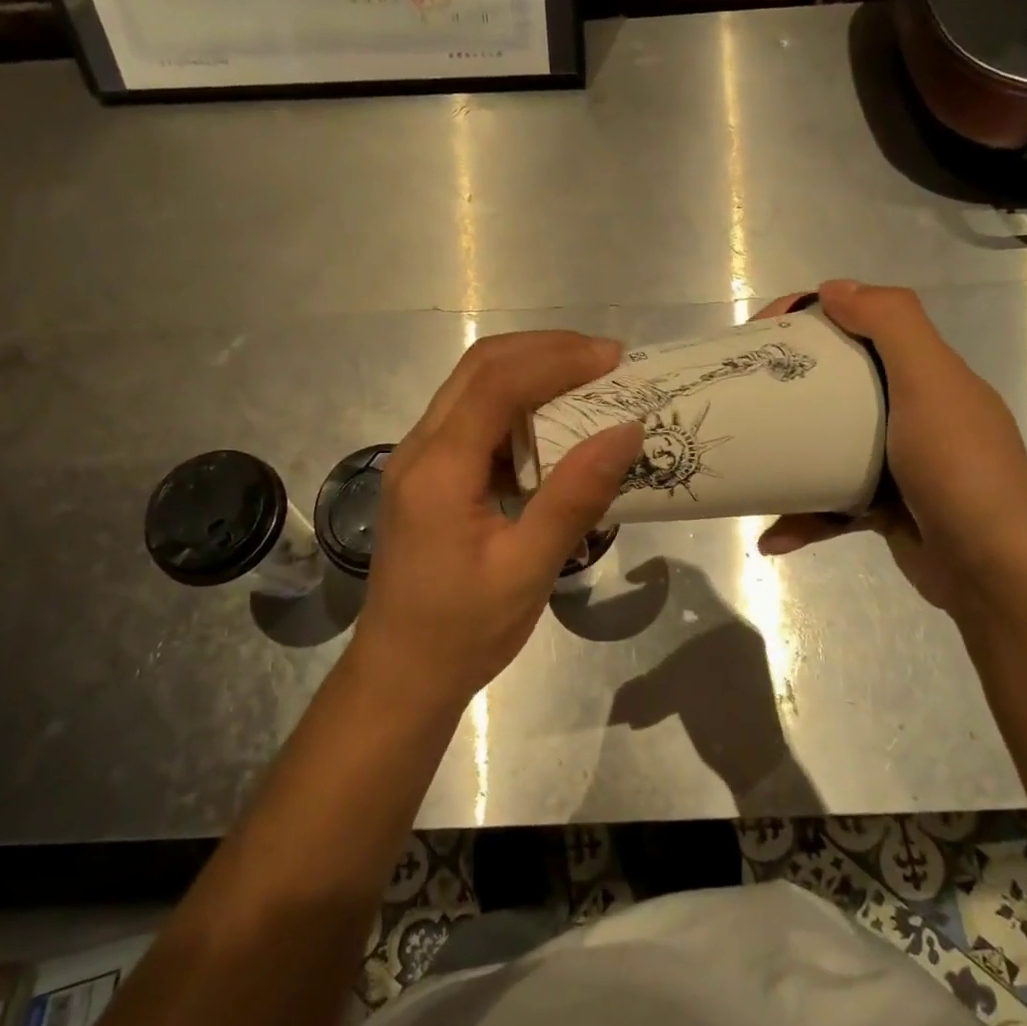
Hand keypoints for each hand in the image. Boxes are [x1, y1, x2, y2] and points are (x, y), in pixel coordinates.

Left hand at [351, 332, 644, 714]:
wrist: (401, 675)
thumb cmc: (463, 631)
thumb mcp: (528, 570)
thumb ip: (575, 497)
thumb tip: (625, 431)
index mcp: (439, 469)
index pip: (497, 384)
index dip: (557, 359)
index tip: (614, 359)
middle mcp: (420, 449)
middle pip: (479, 368)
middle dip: (545, 351)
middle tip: (606, 361)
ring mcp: (418, 460)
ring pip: (473, 388)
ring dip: (531, 373)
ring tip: (589, 383)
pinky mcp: (428, 477)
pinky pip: (472, 420)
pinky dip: (517, 407)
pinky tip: (554, 428)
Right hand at [757, 280, 1026, 614]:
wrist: (998, 569)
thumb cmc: (959, 467)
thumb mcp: (931, 382)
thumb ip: (892, 324)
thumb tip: (834, 287)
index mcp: (925, 374)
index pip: (863, 325)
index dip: (813, 317)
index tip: (762, 332)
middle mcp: (913, 412)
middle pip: (838, 383)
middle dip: (789, 383)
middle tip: (745, 391)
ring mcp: (897, 465)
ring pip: (829, 446)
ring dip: (787, 456)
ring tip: (746, 462)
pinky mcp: (884, 510)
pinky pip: (831, 504)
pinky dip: (802, 518)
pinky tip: (773, 537)